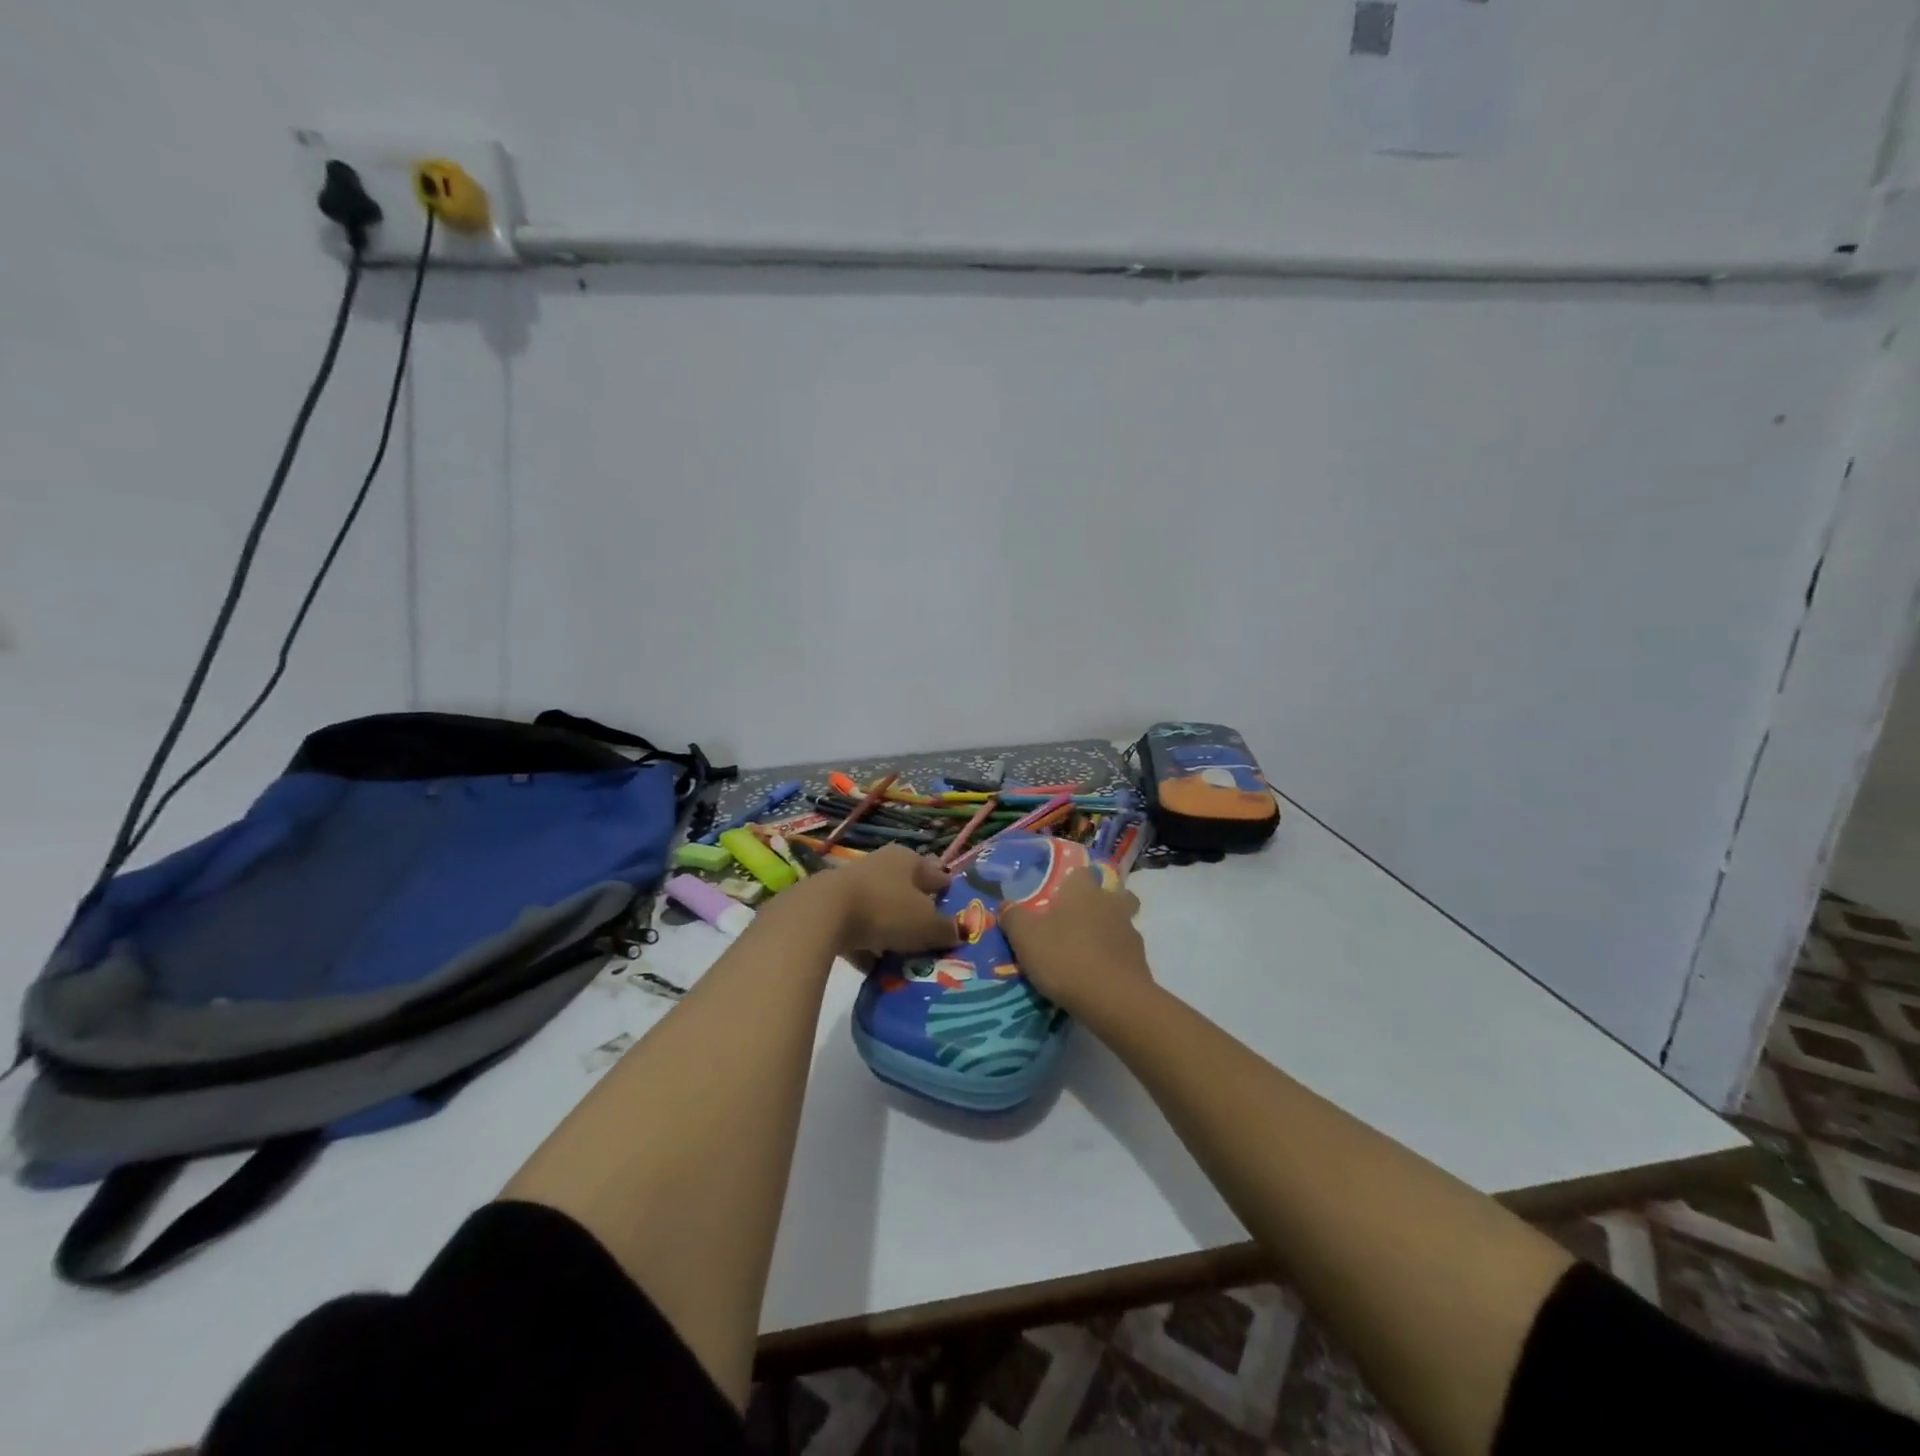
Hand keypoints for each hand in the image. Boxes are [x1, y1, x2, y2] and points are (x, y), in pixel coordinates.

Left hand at [821, 845, 957, 957]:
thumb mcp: (926, 923)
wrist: (822, 916)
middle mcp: (881, 865)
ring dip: (891, 932)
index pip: (935, 873)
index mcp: (907, 859)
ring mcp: (853, 885)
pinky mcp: (831, 908)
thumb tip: (958, 932)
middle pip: (906, 892)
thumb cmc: (885, 909)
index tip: (956, 912)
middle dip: (918, 914)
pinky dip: (867, 947)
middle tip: (931, 940)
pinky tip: (874, 969)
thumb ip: (945, 929)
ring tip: (905, 959)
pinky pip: (858, 930)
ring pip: (882, 911)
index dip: (946, 892)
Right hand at [999, 868, 1151, 1014]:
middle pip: (1115, 894)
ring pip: (1123, 923)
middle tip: (1081, 920)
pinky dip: (1115, 960)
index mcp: (1084, 891)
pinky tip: (1099, 976)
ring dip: (1110, 932)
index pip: (1082, 872)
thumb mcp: (1025, 937)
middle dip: (1103, 902)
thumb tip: (1006, 906)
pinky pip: (1126, 953)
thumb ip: (1013, 917)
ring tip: (1089, 952)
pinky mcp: (1141, 962)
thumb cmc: (1065, 957)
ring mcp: (1131, 933)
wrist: (1113, 999)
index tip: (1059, 896)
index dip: (1071, 882)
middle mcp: (1111, 904)